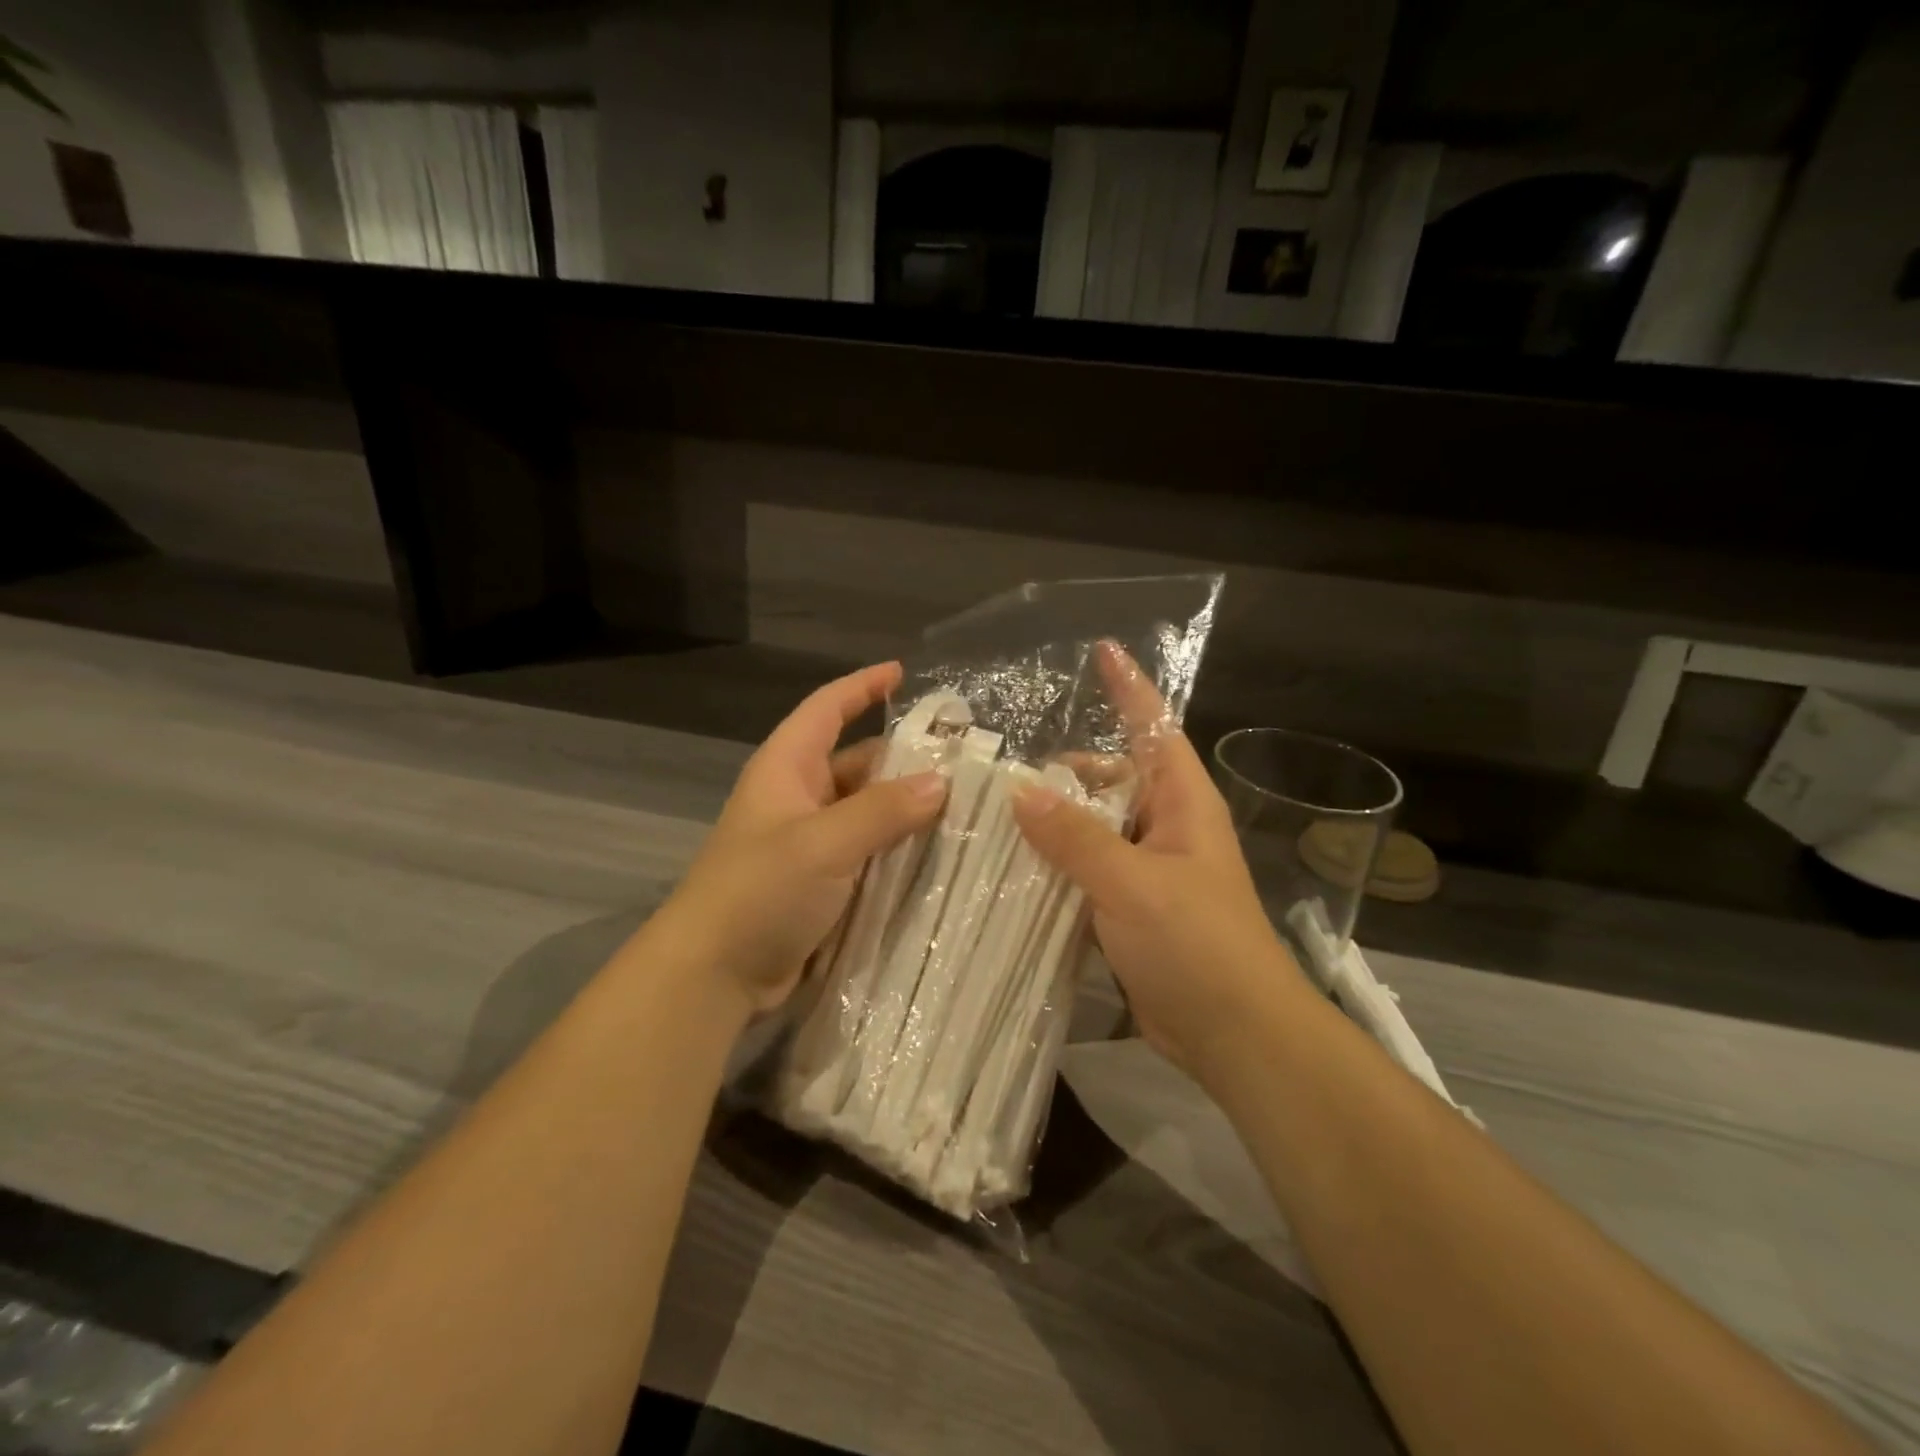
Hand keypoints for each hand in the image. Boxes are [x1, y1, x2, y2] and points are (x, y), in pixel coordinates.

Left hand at [665, 662, 948, 1015]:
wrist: (713, 975)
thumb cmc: (759, 891)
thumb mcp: (824, 843)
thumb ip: (884, 810)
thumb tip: (942, 782)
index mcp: (787, 769)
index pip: (827, 709)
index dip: (862, 686)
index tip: (902, 672)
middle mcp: (799, 798)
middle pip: (857, 761)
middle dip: (904, 757)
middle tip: (962, 758)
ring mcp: (810, 843)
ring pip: (868, 811)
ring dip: (907, 808)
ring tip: (966, 806)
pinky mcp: (821, 883)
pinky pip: (868, 852)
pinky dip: (898, 848)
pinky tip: (940, 854)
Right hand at [1011, 645, 1306, 1079]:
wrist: (1235, 1035)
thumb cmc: (1197, 945)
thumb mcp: (1133, 884)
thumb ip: (1076, 837)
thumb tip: (1019, 791)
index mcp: (1182, 804)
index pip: (1154, 729)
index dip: (1130, 688)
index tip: (1102, 649)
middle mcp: (1165, 827)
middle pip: (1109, 780)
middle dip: (1063, 772)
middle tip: (999, 772)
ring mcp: (1146, 870)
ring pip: (1091, 829)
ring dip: (1052, 825)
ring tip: (991, 817)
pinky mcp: (1128, 909)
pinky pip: (1085, 872)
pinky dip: (1055, 867)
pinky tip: (1011, 869)